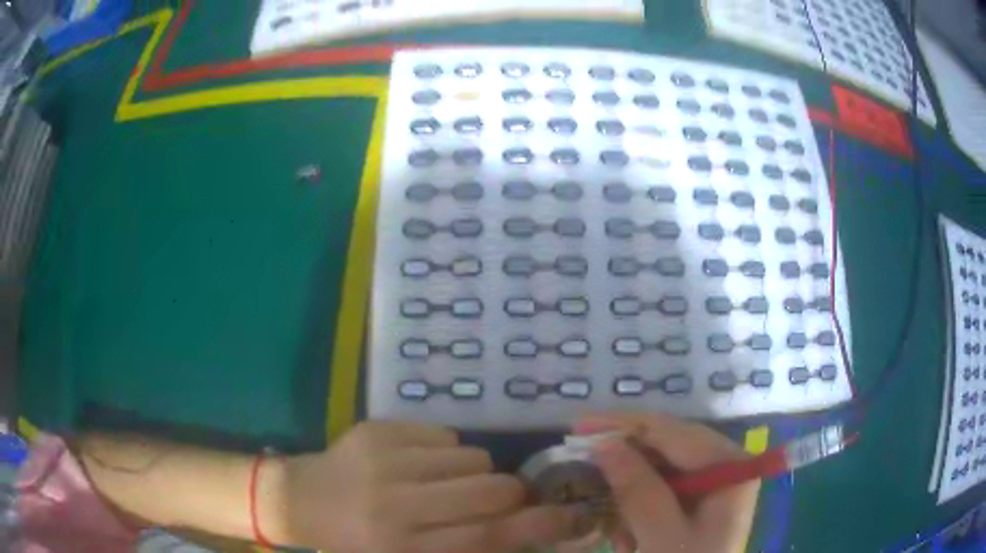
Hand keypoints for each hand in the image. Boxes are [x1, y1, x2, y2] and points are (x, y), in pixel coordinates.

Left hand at [272, 421, 576, 552]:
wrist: (302, 500)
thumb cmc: (357, 543)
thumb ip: (464, 548)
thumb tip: (519, 532)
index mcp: (402, 548)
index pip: (486, 537)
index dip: (536, 525)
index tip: (568, 514)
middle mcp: (394, 505)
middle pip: (487, 492)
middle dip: (511, 493)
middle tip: (504, 497)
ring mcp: (383, 461)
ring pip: (470, 458)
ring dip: (475, 472)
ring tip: (449, 483)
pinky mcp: (376, 430)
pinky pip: (443, 435)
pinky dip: (446, 452)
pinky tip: (420, 465)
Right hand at [574, 413, 759, 552]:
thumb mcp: (662, 536)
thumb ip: (638, 490)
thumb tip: (603, 444)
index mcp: (729, 464)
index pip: (672, 431)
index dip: (623, 426)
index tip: (577, 427)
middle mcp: (725, 465)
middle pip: (666, 449)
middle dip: (624, 466)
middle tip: (580, 468)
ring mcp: (714, 484)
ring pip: (660, 471)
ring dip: (628, 497)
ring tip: (607, 527)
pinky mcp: (701, 503)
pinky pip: (663, 492)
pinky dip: (638, 512)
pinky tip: (625, 539)